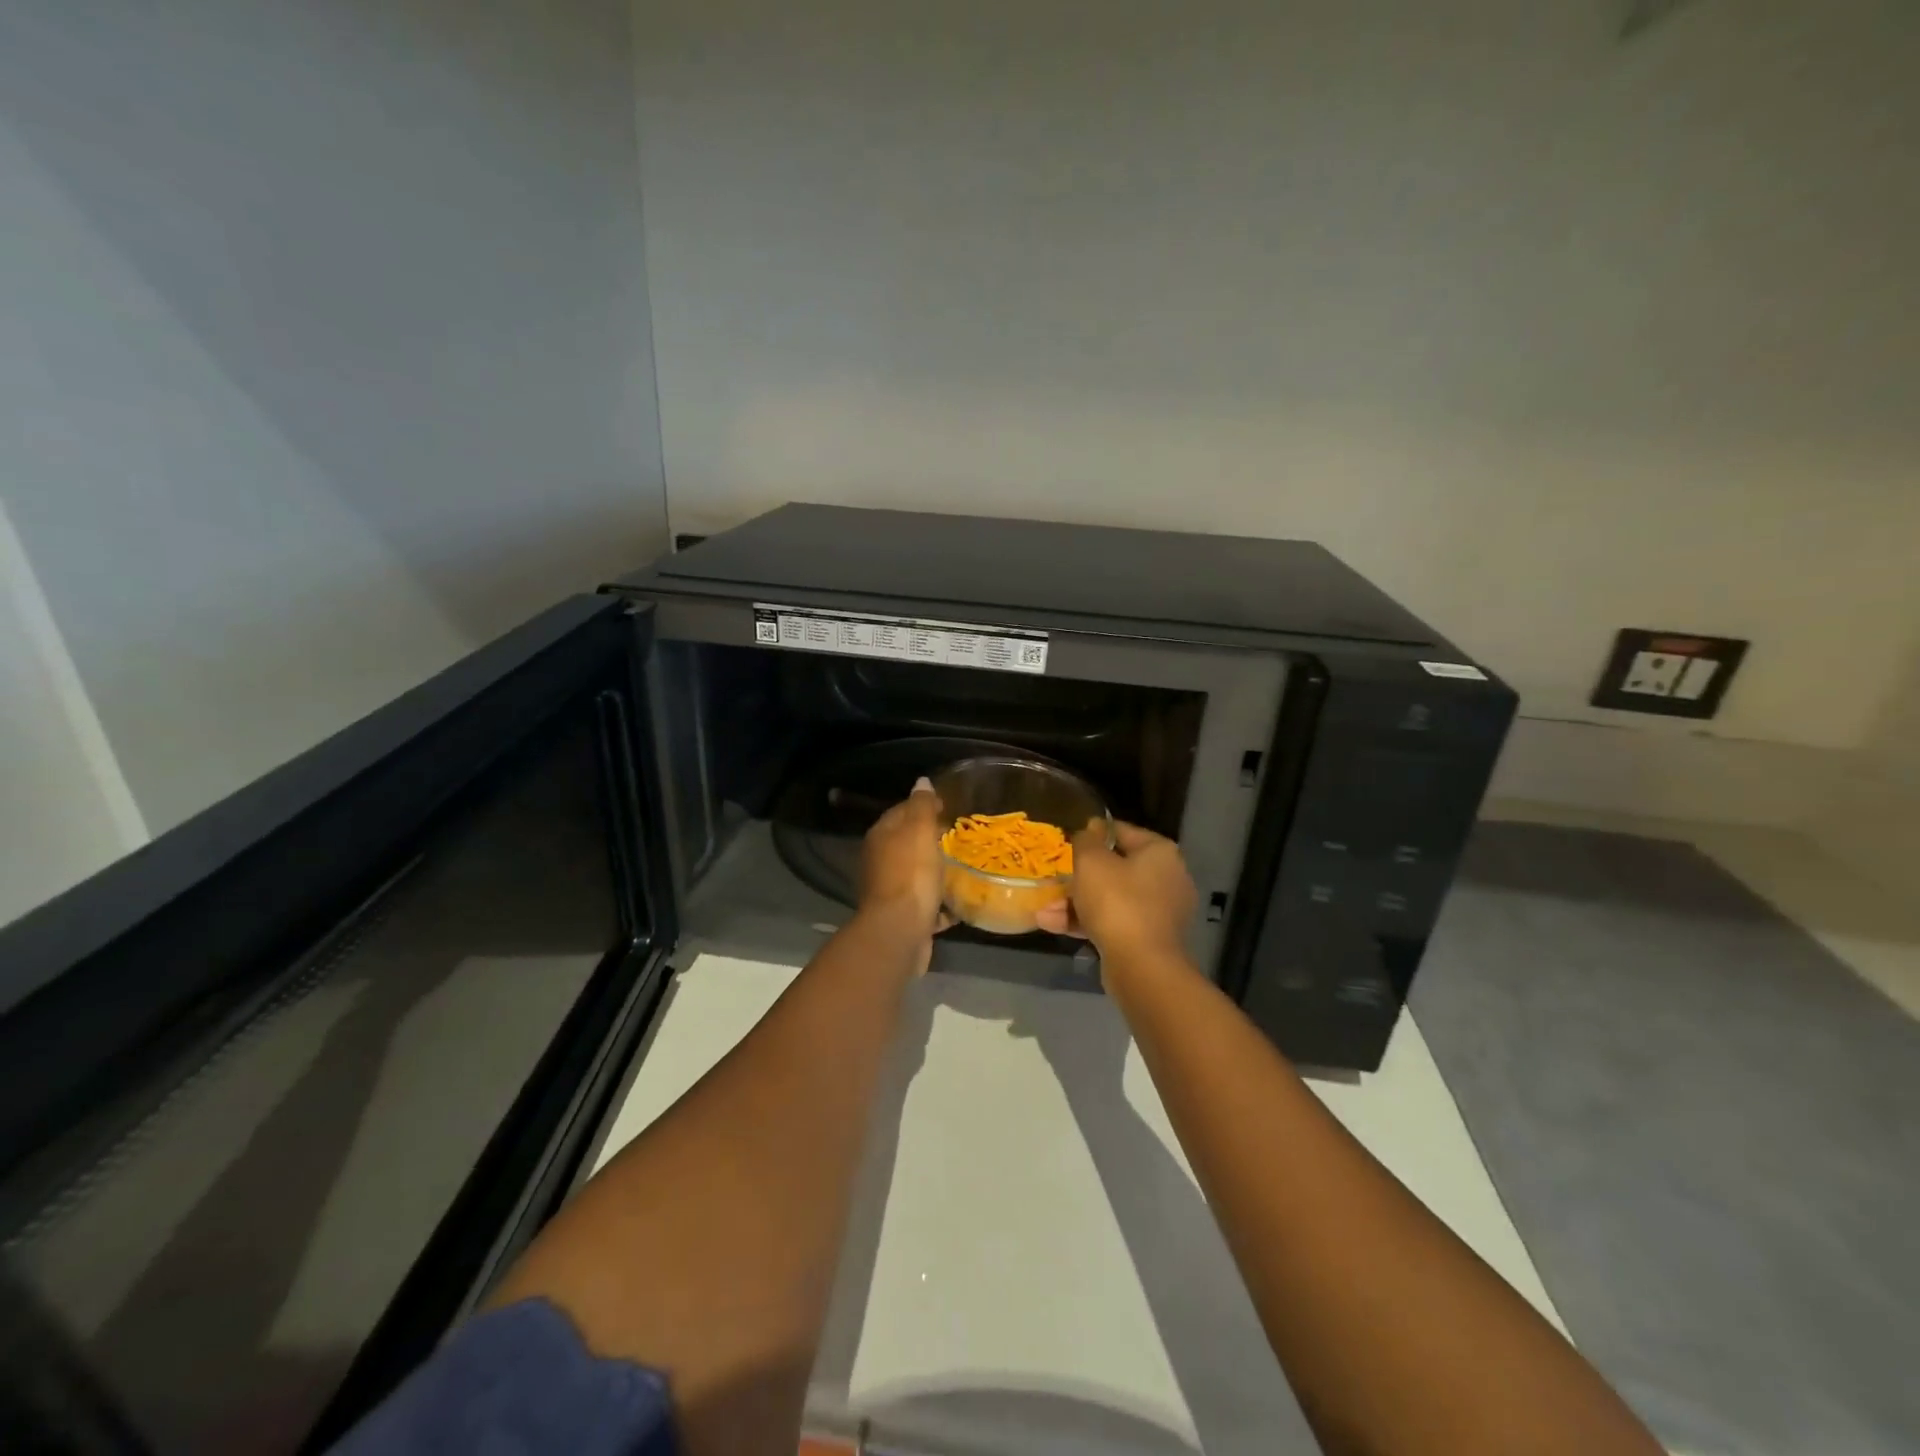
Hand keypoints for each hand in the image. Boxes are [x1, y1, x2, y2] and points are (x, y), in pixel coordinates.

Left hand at [858, 777, 952, 947]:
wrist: (899, 930)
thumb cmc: (911, 874)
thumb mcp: (919, 831)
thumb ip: (921, 805)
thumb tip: (921, 782)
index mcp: (881, 837)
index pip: (901, 811)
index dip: (923, 807)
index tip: (949, 808)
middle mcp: (879, 861)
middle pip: (908, 844)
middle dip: (931, 841)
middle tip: (960, 838)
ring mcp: (889, 891)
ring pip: (916, 875)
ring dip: (935, 873)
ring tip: (963, 869)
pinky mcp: (902, 917)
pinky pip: (925, 905)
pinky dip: (939, 904)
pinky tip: (959, 904)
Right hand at [1036, 821, 1195, 962]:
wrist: (1141, 967)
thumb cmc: (1117, 902)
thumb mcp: (1091, 861)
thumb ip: (1086, 840)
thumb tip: (1089, 831)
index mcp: (1160, 853)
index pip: (1122, 831)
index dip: (1092, 833)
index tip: (1067, 840)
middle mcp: (1167, 879)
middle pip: (1114, 869)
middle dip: (1078, 876)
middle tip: (1053, 878)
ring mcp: (1159, 912)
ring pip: (1110, 899)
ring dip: (1075, 903)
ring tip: (1043, 910)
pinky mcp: (1148, 940)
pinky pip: (1113, 922)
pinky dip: (1086, 922)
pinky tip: (1053, 925)